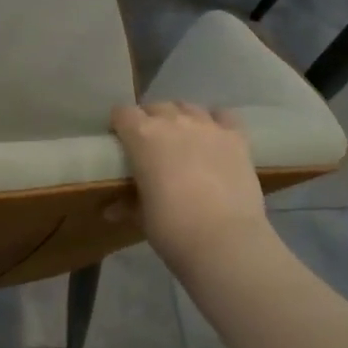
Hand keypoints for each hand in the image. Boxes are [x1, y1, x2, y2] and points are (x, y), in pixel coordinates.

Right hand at [111, 102, 268, 268]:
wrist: (225, 240)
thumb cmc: (173, 229)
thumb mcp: (143, 217)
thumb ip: (128, 205)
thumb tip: (111, 210)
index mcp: (142, 136)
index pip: (123, 113)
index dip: (119, 124)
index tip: (120, 141)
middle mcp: (174, 121)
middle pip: (156, 107)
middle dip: (150, 120)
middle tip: (151, 146)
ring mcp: (207, 126)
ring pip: (188, 107)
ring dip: (181, 118)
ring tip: (183, 140)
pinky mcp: (236, 137)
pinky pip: (223, 116)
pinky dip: (216, 122)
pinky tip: (214, 137)